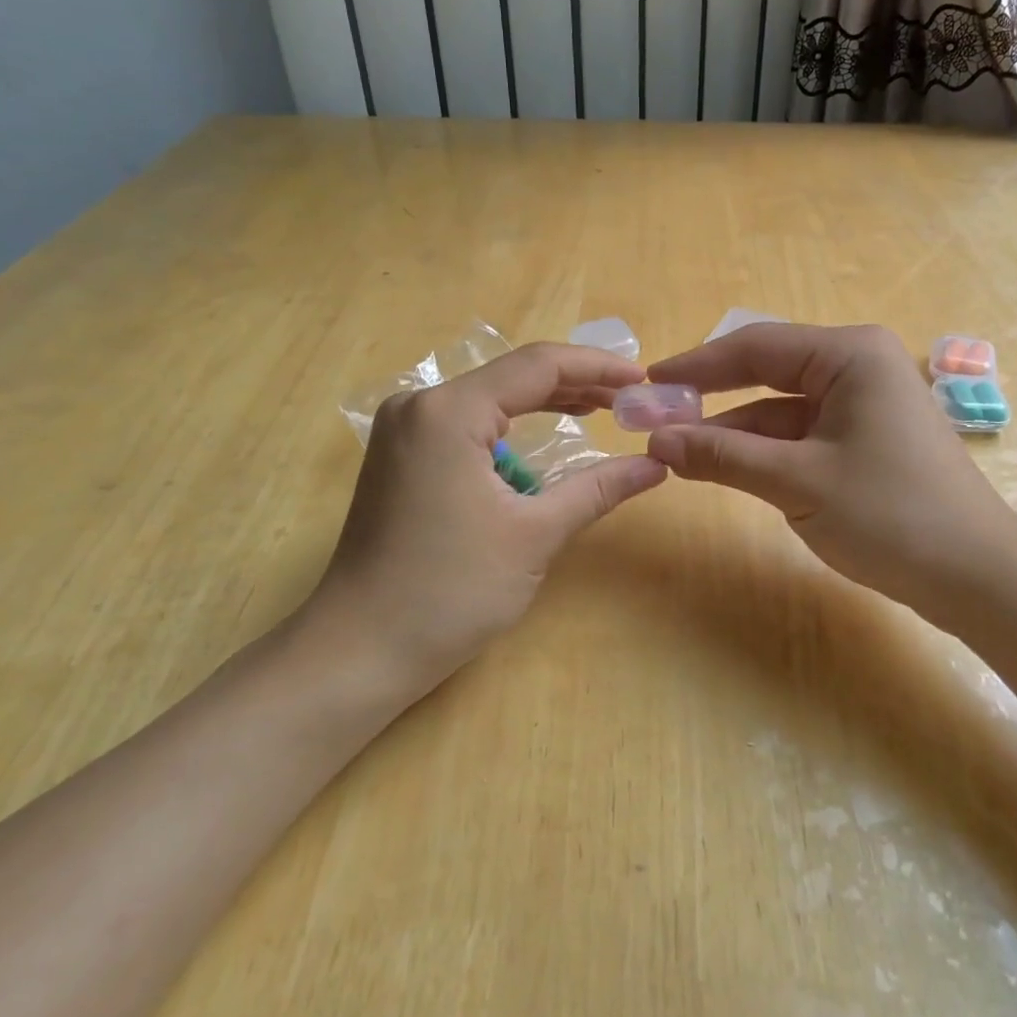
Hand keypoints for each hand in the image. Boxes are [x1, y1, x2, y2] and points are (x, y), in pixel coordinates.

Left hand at [299, 344, 666, 692]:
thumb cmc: (450, 591)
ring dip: (544, 404)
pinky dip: (511, 429)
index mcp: (448, 410)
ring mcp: (405, 430)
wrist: (359, 651)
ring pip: (490, 398)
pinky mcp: (402, 456)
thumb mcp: (535, 535)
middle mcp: (420, 405)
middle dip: (575, 383)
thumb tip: (657, 465)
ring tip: (600, 410)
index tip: (643, 378)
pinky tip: (544, 440)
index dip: (596, 367)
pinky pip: (468, 423)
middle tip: (629, 397)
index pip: (537, 365)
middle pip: (512, 376)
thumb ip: (598, 488)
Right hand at [645, 324, 1016, 610]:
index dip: (696, 365)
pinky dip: (765, 450)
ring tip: (679, 450)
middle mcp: (858, 366)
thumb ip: (723, 455)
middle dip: (713, 397)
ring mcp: (865, 404)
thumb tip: (656, 441)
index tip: (648, 383)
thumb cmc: (890, 515)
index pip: (755, 346)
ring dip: (735, 430)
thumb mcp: (796, 482)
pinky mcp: (866, 439)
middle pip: (768, 371)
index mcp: (850, 354)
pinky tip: (728, 466)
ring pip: (782, 408)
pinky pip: (802, 433)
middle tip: (657, 415)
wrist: (977, 578)